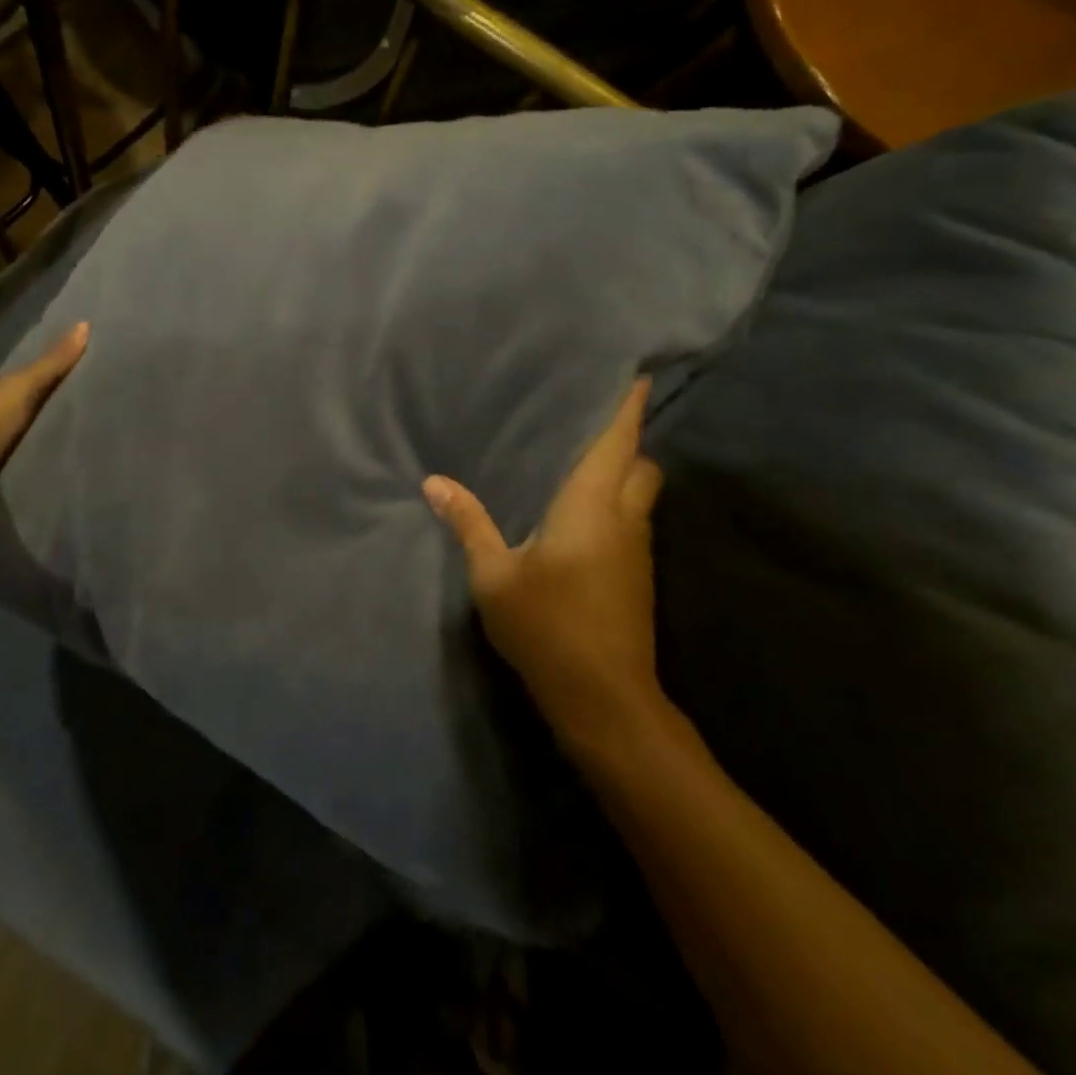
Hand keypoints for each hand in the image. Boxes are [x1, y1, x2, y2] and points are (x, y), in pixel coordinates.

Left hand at [0, 321, 89, 508]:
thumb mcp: (23, 386)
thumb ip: (52, 362)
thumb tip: (85, 324)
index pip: (5, 382)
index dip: (28, 383)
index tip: (55, 390)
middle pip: (2, 408)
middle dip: (24, 412)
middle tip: (60, 416)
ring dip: (19, 438)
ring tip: (52, 441)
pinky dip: (12, 459)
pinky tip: (32, 462)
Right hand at [423, 379, 664, 751]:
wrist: (605, 700)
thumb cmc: (548, 627)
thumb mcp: (494, 577)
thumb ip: (468, 524)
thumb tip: (434, 482)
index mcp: (592, 506)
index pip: (619, 442)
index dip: (628, 406)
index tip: (634, 374)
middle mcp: (625, 519)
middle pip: (641, 464)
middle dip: (625, 440)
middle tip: (585, 424)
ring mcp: (637, 550)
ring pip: (640, 494)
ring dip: (621, 473)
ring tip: (577, 460)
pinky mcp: (637, 576)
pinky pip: (631, 520)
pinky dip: (615, 503)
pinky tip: (578, 515)